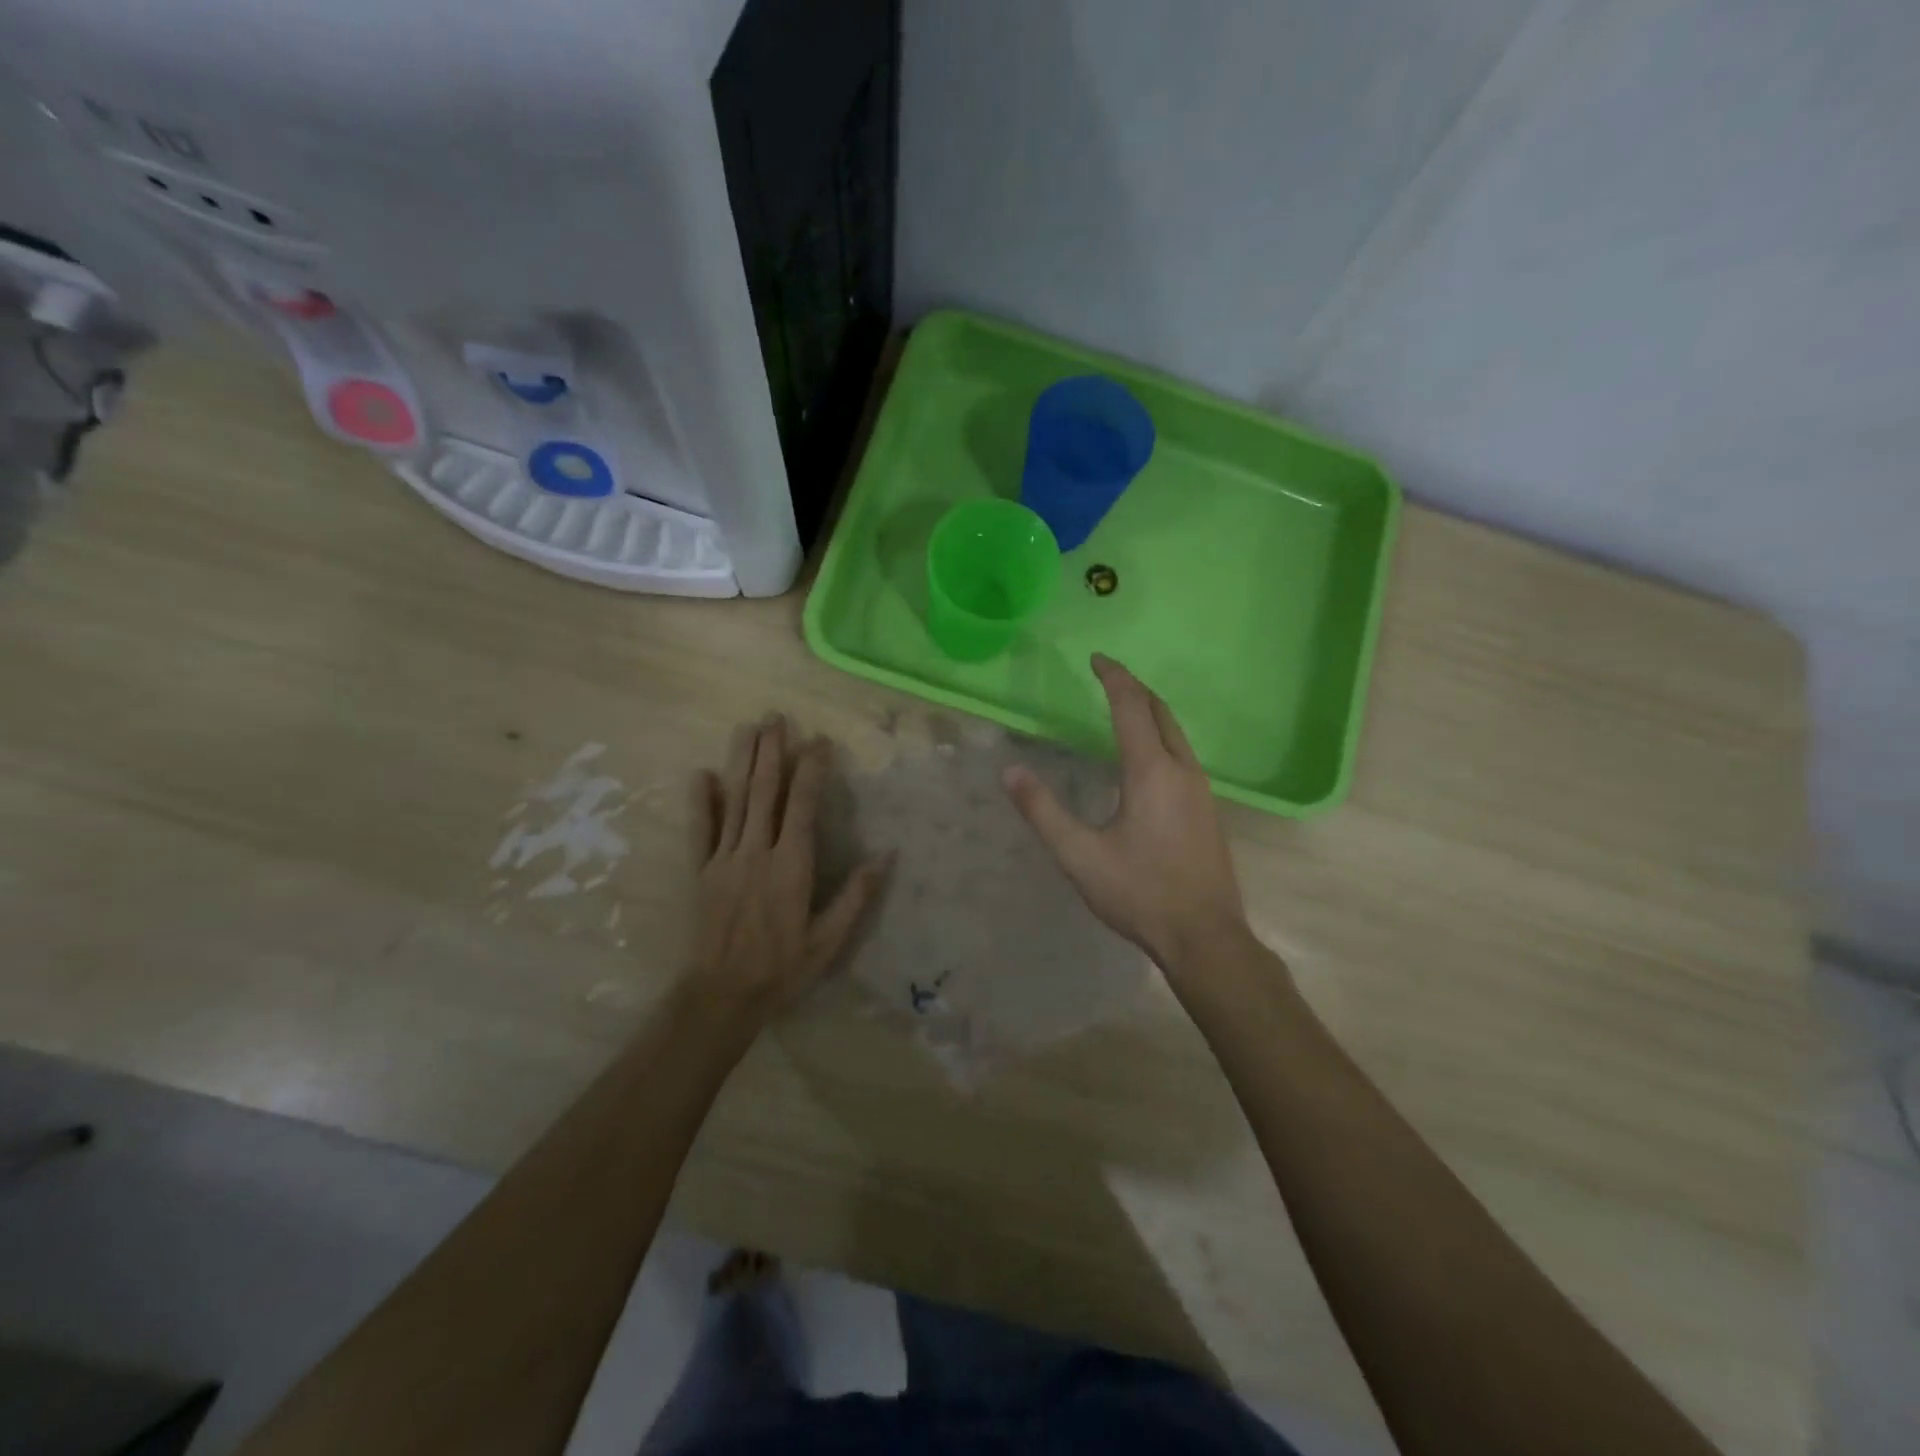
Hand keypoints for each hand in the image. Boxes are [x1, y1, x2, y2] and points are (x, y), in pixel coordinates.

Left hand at [685, 715, 890, 1026]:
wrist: (721, 996)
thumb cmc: (782, 968)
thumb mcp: (830, 940)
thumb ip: (857, 895)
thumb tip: (886, 855)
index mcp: (790, 865)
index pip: (802, 804)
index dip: (811, 769)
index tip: (819, 740)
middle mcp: (756, 852)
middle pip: (764, 791)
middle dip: (771, 751)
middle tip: (776, 716)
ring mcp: (724, 859)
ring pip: (734, 800)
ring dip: (741, 761)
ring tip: (747, 728)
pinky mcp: (700, 872)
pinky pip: (700, 830)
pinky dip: (701, 801)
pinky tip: (701, 774)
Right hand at [1002, 655, 1249, 974]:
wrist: (1205, 937)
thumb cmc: (1140, 893)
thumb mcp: (1080, 856)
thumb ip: (1043, 812)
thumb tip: (1010, 773)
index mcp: (1151, 772)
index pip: (1131, 707)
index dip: (1114, 677)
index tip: (1096, 658)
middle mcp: (1182, 770)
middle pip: (1161, 712)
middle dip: (1135, 688)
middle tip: (1109, 676)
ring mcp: (1202, 790)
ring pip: (1177, 734)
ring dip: (1151, 712)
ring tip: (1125, 709)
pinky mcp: (1209, 810)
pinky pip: (1184, 755)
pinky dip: (1162, 737)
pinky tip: (1148, 759)